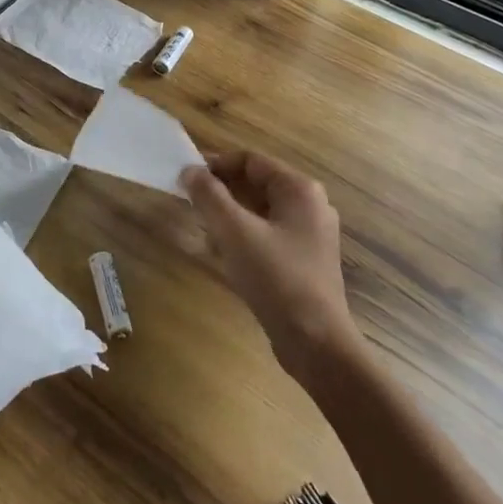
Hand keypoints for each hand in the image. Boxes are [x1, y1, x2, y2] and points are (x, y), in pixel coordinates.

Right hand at [180, 151, 353, 375]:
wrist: (315, 343)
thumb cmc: (275, 277)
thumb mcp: (234, 231)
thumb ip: (209, 195)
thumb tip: (190, 170)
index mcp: (299, 189)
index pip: (250, 160)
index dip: (216, 164)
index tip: (186, 178)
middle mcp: (310, 205)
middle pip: (256, 183)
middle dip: (221, 191)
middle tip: (191, 203)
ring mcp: (311, 234)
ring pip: (260, 210)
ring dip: (230, 214)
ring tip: (203, 229)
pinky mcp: (305, 260)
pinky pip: (268, 233)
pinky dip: (244, 235)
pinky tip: (225, 254)